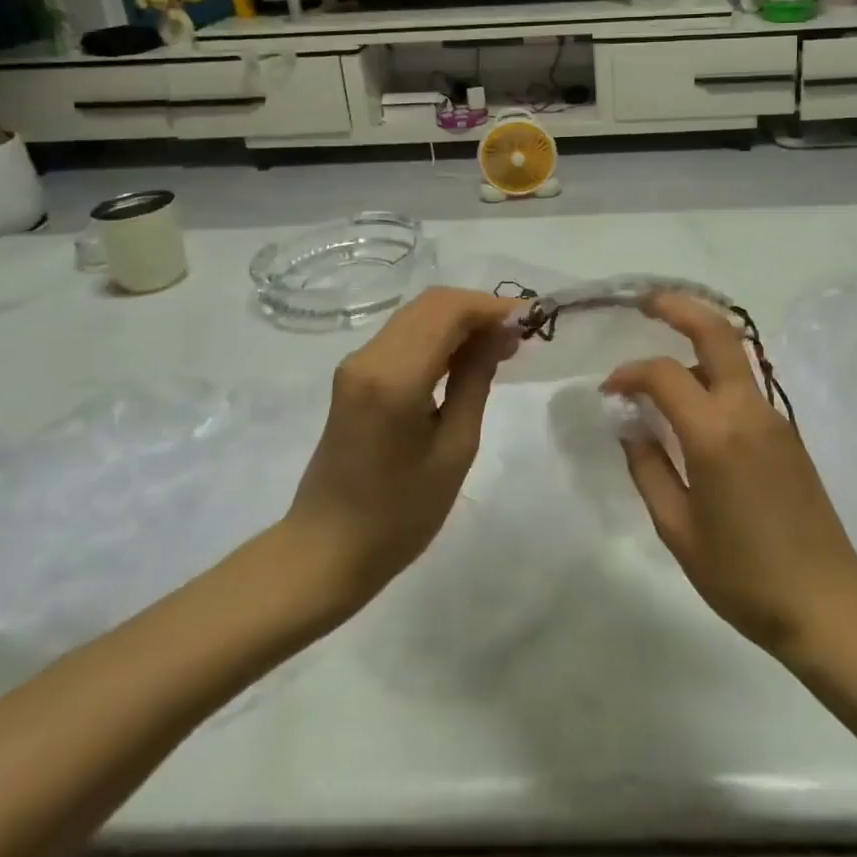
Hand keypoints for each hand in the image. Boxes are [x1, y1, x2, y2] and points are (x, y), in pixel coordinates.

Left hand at [281, 287, 520, 630]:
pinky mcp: (354, 376)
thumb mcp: (454, 450)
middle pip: (431, 304)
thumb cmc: (399, 514)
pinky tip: (464, 359)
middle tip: (517, 336)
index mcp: (394, 377)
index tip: (530, 320)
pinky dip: (438, 336)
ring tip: (499, 347)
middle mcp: (369, 357)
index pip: (448, 311)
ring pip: (417, 315)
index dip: (492, 308)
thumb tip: (500, 335)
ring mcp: (356, 364)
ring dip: (459, 321)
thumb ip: (475, 381)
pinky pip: (404, 336)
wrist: (326, 552)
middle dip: (477, 310)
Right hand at [604, 293, 856, 661]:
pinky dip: (715, 376)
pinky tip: (695, 405)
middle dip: (679, 307)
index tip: (609, 391)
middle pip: (717, 332)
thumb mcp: (677, 530)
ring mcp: (774, 417)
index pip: (664, 375)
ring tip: (663, 357)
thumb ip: (648, 468)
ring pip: (734, 355)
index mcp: (715, 434)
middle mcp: (747, 411)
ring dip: (698, 341)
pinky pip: (744, 387)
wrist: (827, 604)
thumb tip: (631, 425)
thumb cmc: (742, 576)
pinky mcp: (787, 432)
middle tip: (646, 301)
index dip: (629, 373)